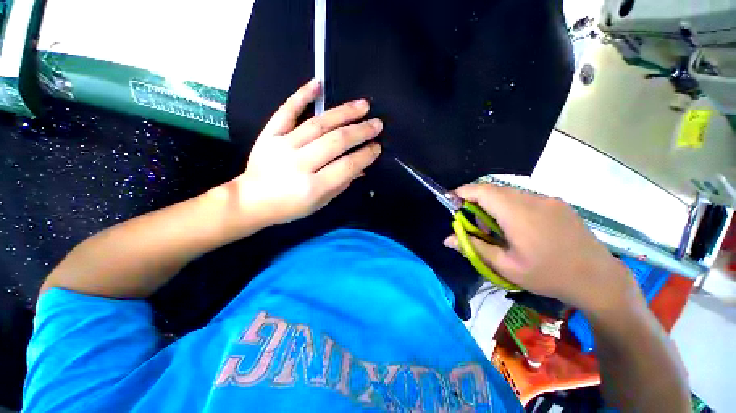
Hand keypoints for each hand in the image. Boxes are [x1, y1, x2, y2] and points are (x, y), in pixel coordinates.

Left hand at [230, 79, 382, 225]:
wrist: (251, 200)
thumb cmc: (290, 207)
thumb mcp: (320, 202)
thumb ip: (342, 183)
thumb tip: (362, 167)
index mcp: (313, 187)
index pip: (347, 166)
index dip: (365, 155)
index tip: (377, 147)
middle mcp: (299, 164)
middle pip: (336, 142)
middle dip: (360, 131)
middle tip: (376, 124)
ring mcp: (282, 146)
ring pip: (318, 124)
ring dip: (343, 113)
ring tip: (362, 105)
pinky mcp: (269, 135)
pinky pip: (286, 111)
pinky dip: (302, 95)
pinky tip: (318, 84)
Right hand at [443, 183, 637, 313]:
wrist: (599, 279)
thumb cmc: (548, 275)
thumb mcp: (506, 266)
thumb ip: (474, 247)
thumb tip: (447, 239)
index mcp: (517, 214)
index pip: (482, 191)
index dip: (463, 192)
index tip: (451, 201)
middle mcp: (532, 199)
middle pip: (494, 190)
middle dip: (476, 200)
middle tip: (472, 222)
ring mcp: (548, 200)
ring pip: (509, 193)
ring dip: (493, 204)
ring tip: (495, 228)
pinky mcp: (557, 204)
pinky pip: (525, 198)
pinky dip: (510, 206)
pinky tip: (517, 227)